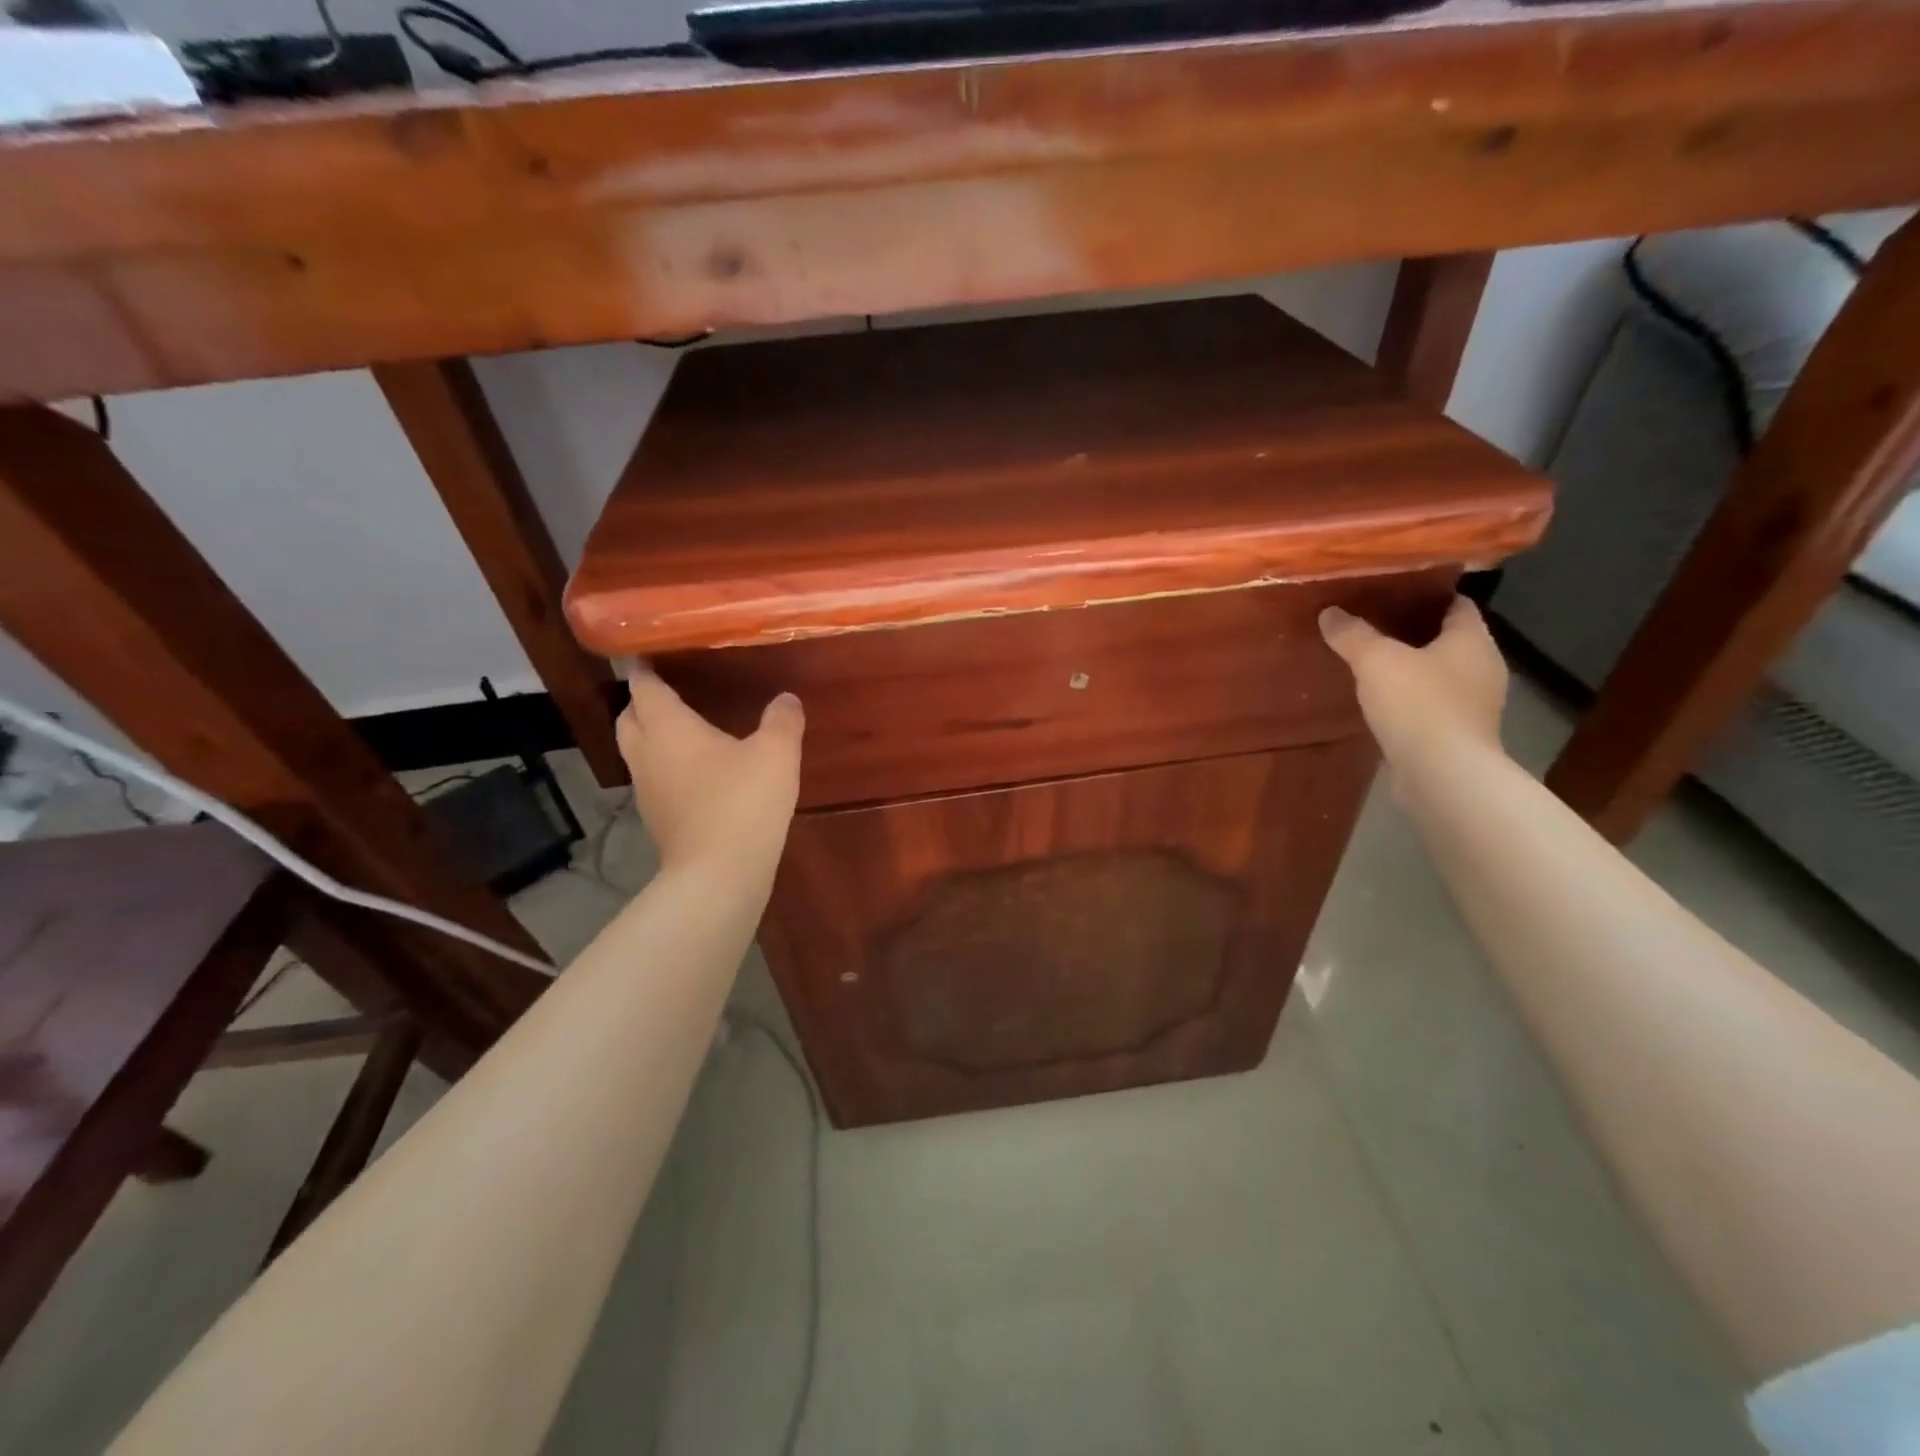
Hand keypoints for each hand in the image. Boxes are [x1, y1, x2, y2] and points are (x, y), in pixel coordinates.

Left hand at [617, 668, 803, 871]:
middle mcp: (647, 754)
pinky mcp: (658, 819)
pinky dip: (666, 767)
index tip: (651, 654)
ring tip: (683, 731)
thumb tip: (787, 699)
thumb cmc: (743, 800)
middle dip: (642, 702)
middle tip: (669, 692)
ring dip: (652, 737)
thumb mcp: (776, 752)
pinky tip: (697, 774)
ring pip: (637, 751)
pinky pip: (654, 779)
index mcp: (667, 727)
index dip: (645, 668)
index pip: (644, 687)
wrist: (719, 873)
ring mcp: (648, 790)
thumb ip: (781, 720)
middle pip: (629, 718)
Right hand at [1319, 595, 1507, 767]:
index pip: (1457, 604)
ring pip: (1441, 673)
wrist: (1442, 773)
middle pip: (1449, 639)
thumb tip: (1329, 612)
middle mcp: (1483, 667)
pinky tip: (1383, 702)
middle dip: (1415, 631)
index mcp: (1473, 640)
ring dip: (1413, 668)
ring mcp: (1475, 703)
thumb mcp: (1375, 661)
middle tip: (1374, 625)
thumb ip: (1352, 635)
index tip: (1393, 593)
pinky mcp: (1459, 733)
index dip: (1428, 596)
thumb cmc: (1418, 704)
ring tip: (1372, 664)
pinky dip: (1412, 699)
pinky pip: (1433, 704)